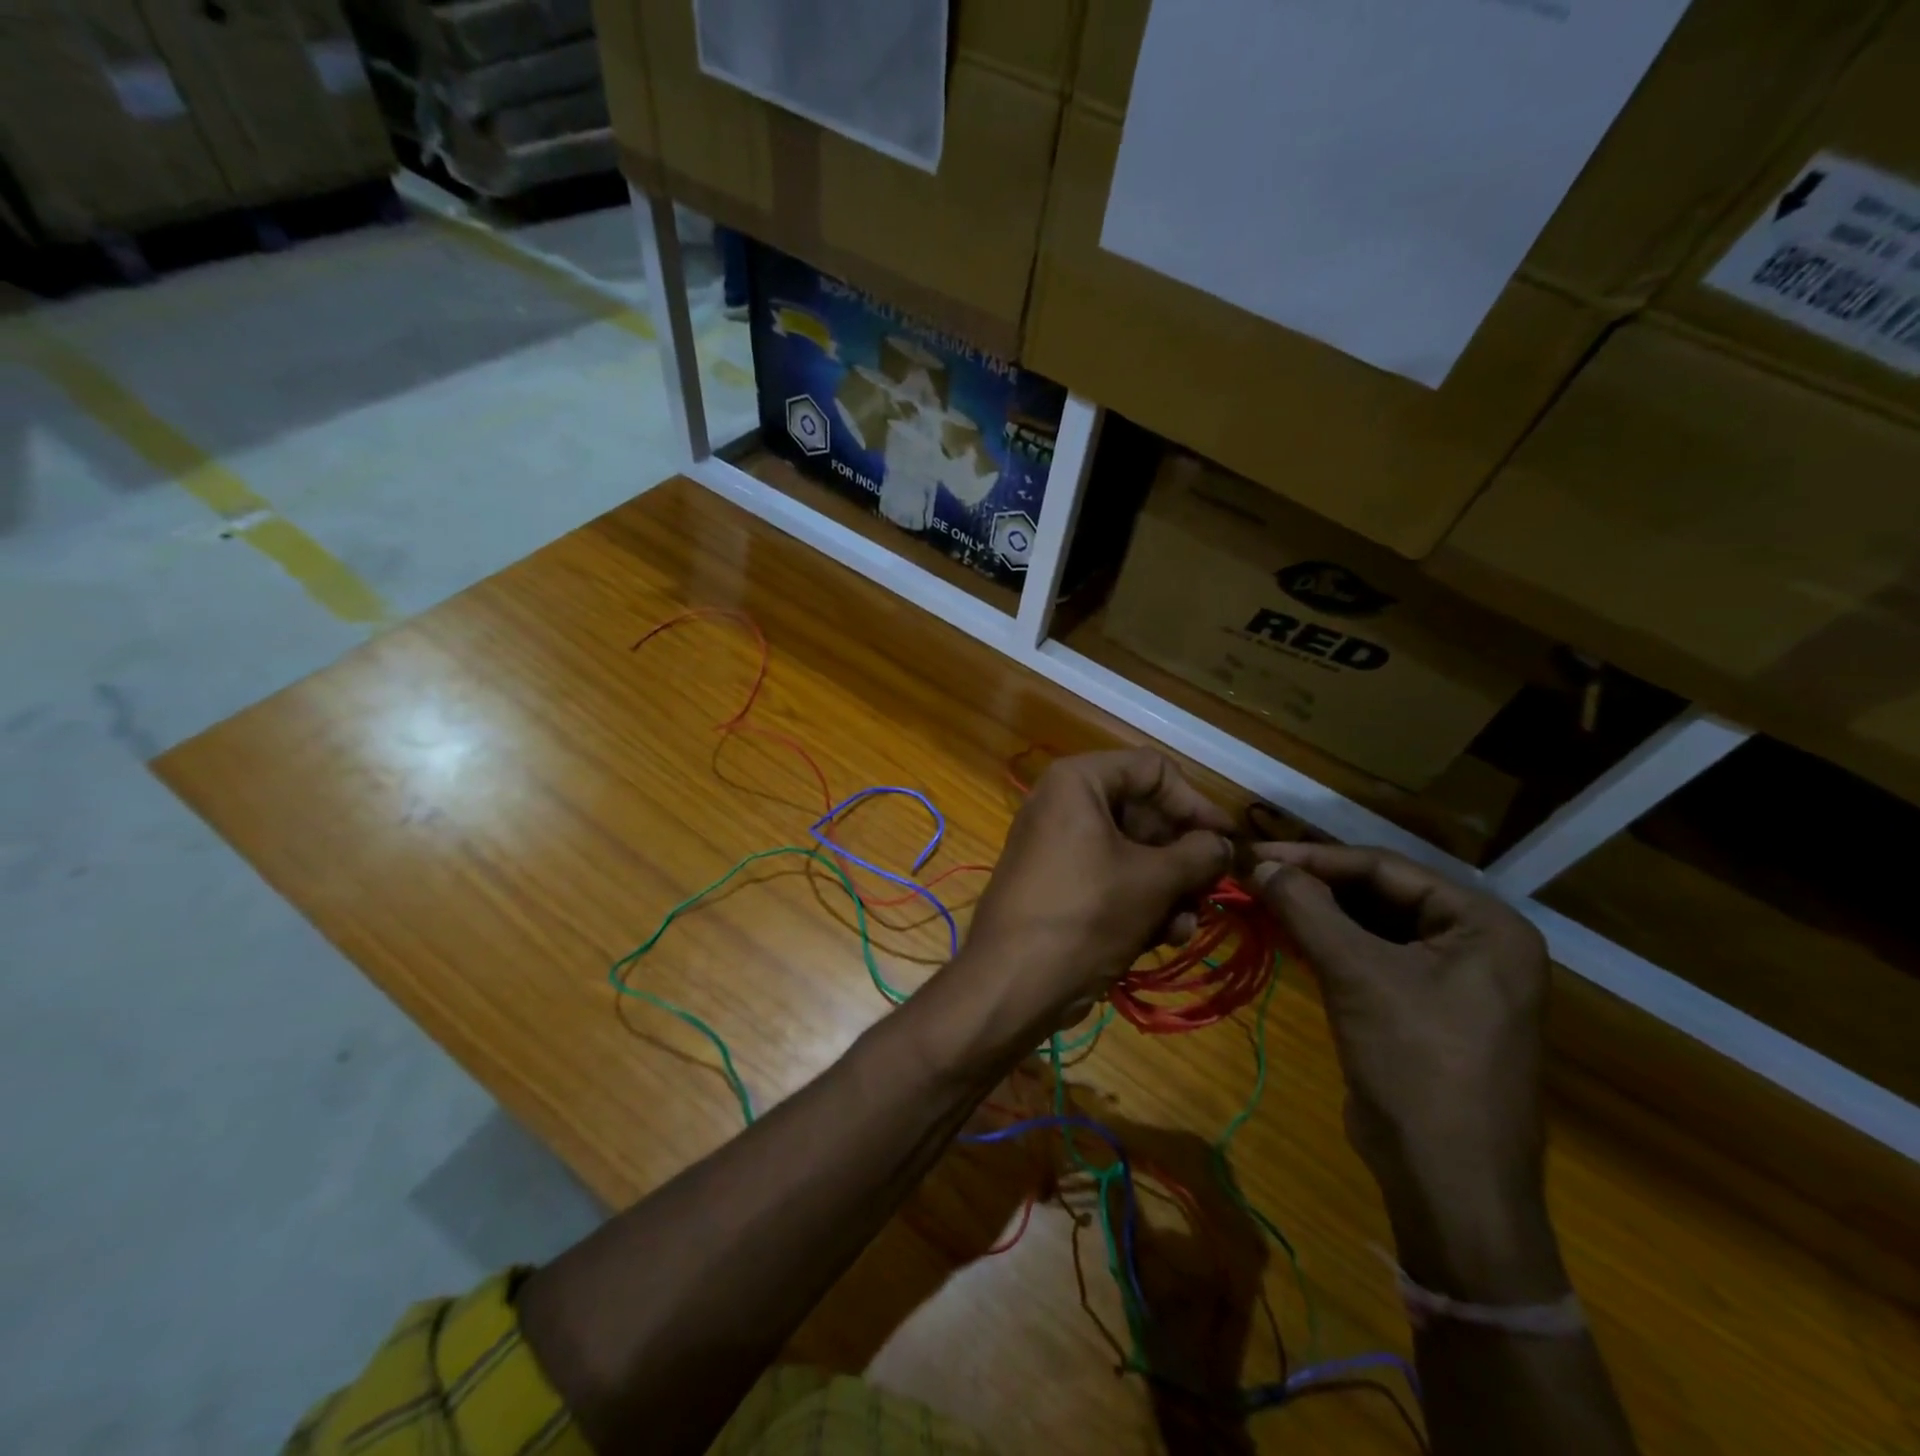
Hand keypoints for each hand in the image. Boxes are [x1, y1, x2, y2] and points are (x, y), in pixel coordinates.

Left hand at [957, 749, 1232, 1041]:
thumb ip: (1199, 854)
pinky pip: (1111, 879)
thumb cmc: (1086, 914)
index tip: (1228, 841)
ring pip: (1133, 852)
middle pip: (1145, 814)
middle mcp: (1065, 803)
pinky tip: (1164, 937)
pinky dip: (1140, 902)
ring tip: (1184, 925)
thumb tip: (1224, 845)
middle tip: (1212, 889)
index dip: (1195, 804)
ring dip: (1168, 888)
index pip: (1154, 770)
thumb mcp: (1153, 881)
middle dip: (1183, 857)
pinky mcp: (1060, 883)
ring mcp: (1060, 845)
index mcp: (1078, 782)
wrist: (1013, 982)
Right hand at [1250, 843, 1562, 1297]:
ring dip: (1317, 915)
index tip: (1253, 855)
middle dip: (1313, 886)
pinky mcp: (1426, 1010)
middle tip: (1252, 878)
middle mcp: (1477, 942)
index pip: (1384, 868)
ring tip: (1260, 901)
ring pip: (1372, 927)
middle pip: (1379, 895)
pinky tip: (1287, 937)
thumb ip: (1306, 909)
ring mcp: (1454, 979)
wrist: (1448, 1183)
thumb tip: (1257, 864)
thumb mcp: (1357, 975)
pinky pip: (1372, 959)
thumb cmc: (1416, 1064)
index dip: (1313, 858)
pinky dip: (1329, 946)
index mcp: (1483, 924)